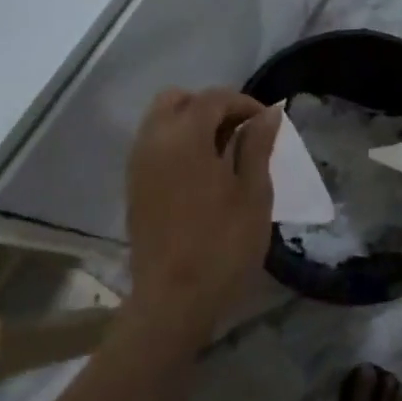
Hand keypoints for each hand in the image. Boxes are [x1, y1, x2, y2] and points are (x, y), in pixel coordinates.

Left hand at [125, 88, 278, 346]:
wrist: (173, 302)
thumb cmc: (222, 245)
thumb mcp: (253, 194)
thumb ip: (257, 146)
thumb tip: (268, 113)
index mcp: (185, 136)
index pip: (213, 98)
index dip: (243, 102)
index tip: (266, 122)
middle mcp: (154, 140)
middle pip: (177, 99)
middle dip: (209, 105)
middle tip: (239, 130)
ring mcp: (138, 164)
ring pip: (160, 120)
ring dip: (190, 122)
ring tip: (222, 151)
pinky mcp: (133, 186)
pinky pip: (152, 144)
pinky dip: (175, 142)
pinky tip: (200, 171)